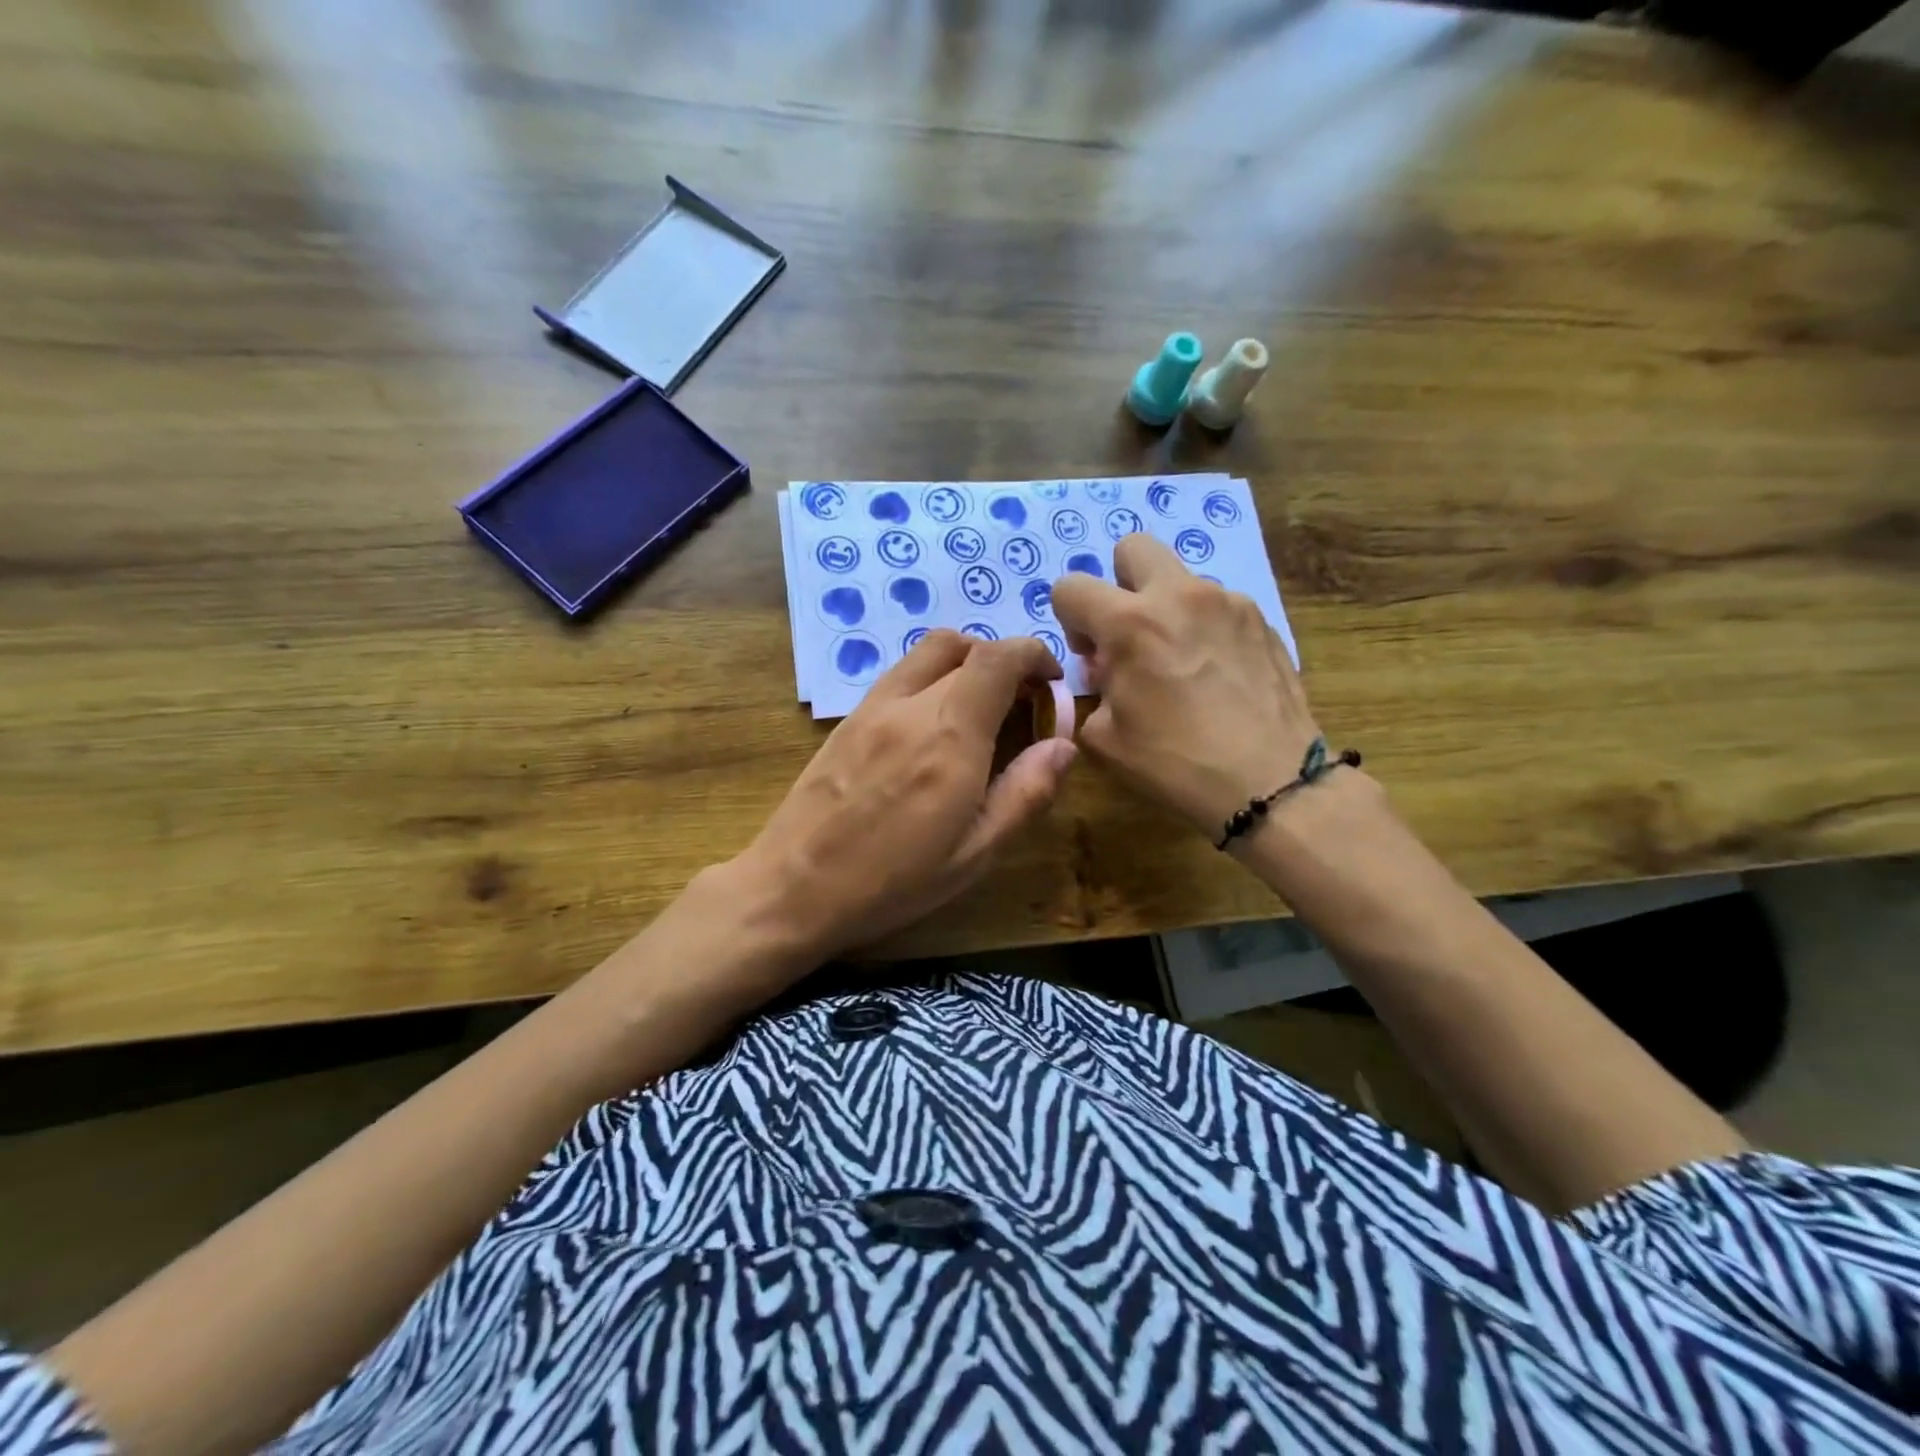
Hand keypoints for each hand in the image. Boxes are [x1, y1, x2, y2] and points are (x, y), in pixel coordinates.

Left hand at [737, 630, 1075, 959]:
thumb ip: (1025, 792)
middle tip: (1022, 701)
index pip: (998, 657)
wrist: (793, 888)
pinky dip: (931, 677)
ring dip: (965, 662)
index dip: (1034, 655)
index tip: (1052, 681)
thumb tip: (1063, 745)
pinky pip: (900, 675)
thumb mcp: (975, 852)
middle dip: (1005, 662)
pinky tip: (934, 724)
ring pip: (927, 652)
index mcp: (950, 736)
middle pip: (965, 647)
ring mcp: (872, 708)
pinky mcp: (847, 720)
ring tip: (981, 707)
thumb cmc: (892, 881)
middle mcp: (910, 706)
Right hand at [1050, 533, 1320, 837]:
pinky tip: (1216, 675)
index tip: (1091, 655)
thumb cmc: (1176, 763)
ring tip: (1181, 663)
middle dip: (1119, 583)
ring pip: (1180, 580)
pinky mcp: (1261, 618)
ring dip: (1166, 609)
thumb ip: (1094, 690)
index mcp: (1130, 623)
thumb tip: (1107, 671)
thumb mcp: (1105, 739)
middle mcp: (1178, 596)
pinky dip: (1204, 628)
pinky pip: (1217, 606)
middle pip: (1132, 548)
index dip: (1069, 618)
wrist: (1269, 780)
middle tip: (1130, 633)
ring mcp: (1227, 601)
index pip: (1071, 586)